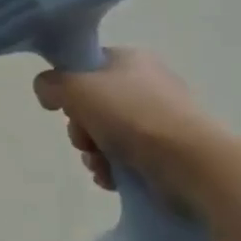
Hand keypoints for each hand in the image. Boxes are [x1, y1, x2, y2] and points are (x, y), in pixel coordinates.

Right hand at [33, 47, 225, 201]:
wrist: (194, 163)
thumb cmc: (133, 116)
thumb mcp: (77, 88)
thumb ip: (52, 84)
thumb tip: (46, 90)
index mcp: (129, 60)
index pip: (86, 66)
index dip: (69, 87)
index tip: (65, 108)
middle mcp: (146, 84)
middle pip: (94, 104)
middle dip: (81, 128)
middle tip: (84, 141)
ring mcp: (161, 119)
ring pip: (108, 134)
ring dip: (94, 153)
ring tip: (99, 167)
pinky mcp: (170, 153)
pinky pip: (129, 158)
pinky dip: (115, 170)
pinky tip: (112, 180)